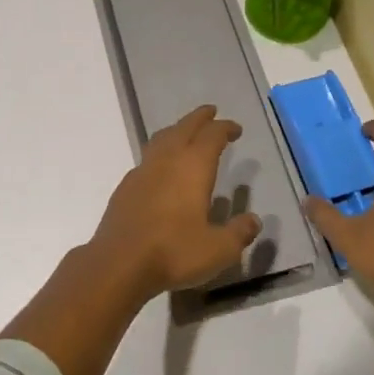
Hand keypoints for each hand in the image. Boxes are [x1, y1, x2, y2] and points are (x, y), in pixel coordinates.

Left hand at [89, 105, 261, 301]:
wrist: (119, 262)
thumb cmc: (174, 251)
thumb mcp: (218, 249)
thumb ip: (239, 233)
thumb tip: (254, 220)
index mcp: (193, 166)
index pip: (212, 136)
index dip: (225, 128)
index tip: (235, 128)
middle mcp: (167, 160)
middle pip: (184, 127)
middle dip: (200, 118)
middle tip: (211, 112)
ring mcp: (143, 170)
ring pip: (162, 138)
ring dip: (177, 130)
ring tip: (185, 132)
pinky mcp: (126, 186)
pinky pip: (147, 157)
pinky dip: (160, 152)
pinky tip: (161, 168)